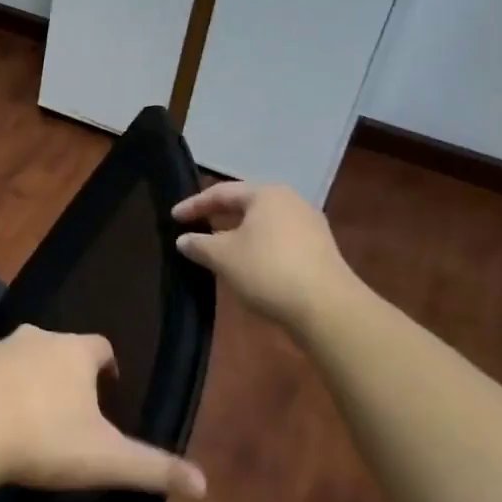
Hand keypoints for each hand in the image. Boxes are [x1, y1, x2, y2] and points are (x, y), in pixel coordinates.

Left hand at [0, 327, 205, 498]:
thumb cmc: (44, 438)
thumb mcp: (106, 459)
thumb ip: (154, 468)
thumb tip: (204, 483)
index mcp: (73, 351)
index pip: (100, 346)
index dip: (107, 366)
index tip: (109, 390)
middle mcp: (35, 337)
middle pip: (59, 347)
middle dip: (67, 371)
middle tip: (72, 409)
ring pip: (22, 356)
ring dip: (30, 377)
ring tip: (32, 415)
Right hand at [173, 181, 358, 330]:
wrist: (328, 308)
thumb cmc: (267, 270)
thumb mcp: (222, 257)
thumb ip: (198, 244)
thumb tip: (183, 239)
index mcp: (266, 194)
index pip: (221, 192)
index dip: (194, 205)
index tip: (173, 217)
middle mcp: (290, 201)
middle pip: (245, 204)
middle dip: (218, 215)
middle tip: (195, 225)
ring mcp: (309, 225)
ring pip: (263, 222)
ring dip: (238, 232)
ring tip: (218, 245)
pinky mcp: (319, 249)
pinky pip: (278, 238)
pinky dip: (257, 245)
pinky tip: (247, 262)